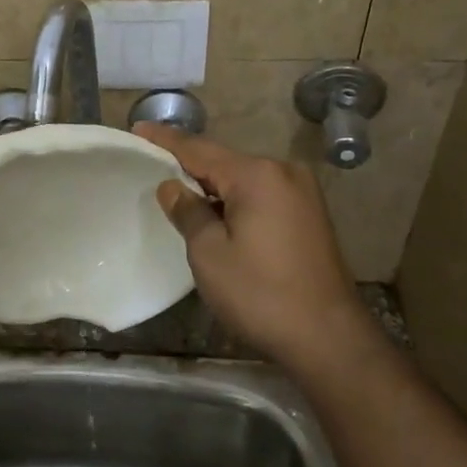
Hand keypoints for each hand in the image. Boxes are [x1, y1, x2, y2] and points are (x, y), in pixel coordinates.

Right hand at [132, 123, 371, 372]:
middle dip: (190, 166)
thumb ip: (188, 212)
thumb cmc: (260, 293)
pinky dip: (236, 201)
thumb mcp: (209, 253)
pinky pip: (262, 196)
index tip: (138, 129)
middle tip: (154, 166)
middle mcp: (283, 172)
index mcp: (257, 175)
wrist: (328, 338)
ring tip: (179, 192)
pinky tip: (217, 214)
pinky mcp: (310, 215)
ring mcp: (302, 193)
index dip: (166, 140)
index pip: (199, 150)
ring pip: (244, 180)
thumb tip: (172, 186)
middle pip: (224, 163)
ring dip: (213, 187)